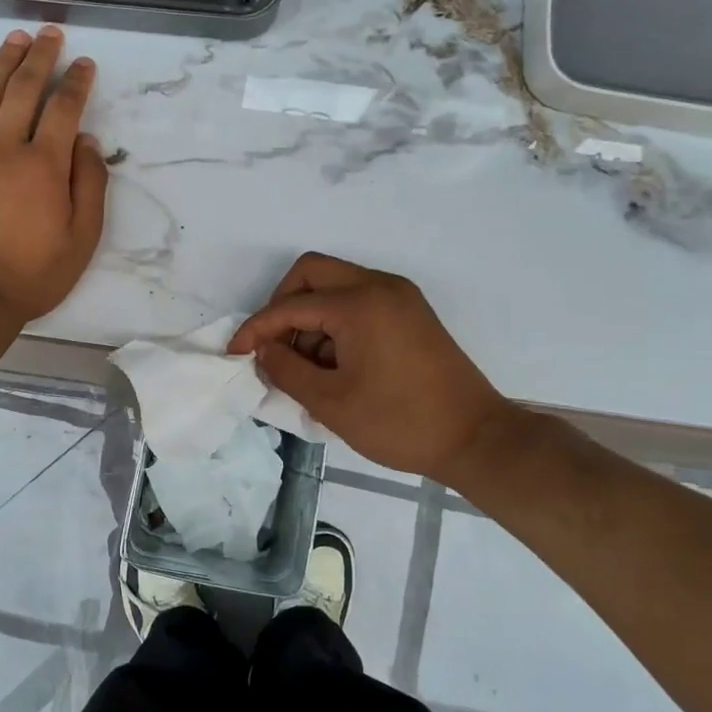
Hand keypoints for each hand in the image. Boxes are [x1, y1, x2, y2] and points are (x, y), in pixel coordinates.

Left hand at [0, 26, 108, 320]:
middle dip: (41, 57)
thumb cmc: (33, 274)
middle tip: (49, 33)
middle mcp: (5, 148)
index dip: (77, 82)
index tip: (84, 63)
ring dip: (3, 62)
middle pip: (24, 90)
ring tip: (16, 38)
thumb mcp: (82, 239)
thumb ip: (90, 185)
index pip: (64, 109)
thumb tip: (86, 140)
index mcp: (45, 165)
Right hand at [228, 253, 523, 484]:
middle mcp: (379, 286)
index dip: (256, 329)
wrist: (476, 438)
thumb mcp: (331, 402)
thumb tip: (263, 351)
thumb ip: (286, 370)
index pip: (290, 305)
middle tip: (274, 347)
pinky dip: (336, 321)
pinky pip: (359, 299)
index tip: (235, 354)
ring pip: (335, 284)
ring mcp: (399, 295)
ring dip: (311, 315)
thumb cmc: (399, 422)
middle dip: (282, 306)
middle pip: (312, 273)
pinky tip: (334, 362)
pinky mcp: (411, 311)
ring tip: (307, 366)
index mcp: (359, 303)